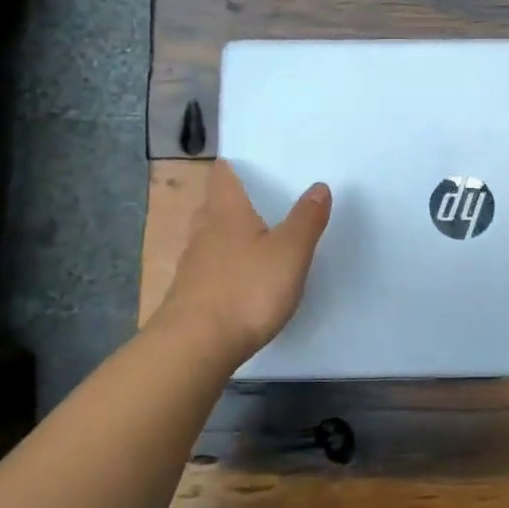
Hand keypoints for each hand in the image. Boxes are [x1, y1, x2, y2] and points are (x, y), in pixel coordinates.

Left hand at [151, 161, 331, 367]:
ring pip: (207, 238)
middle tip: (252, 198)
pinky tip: (238, 278)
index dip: (230, 166)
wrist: (195, 346)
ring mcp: (192, 266)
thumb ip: (306, 219)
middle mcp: (204, 233)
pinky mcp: (189, 297)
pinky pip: (206, 269)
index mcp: (227, 213)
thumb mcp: (290, 253)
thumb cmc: (246, 289)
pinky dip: (221, 266)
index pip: (223, 177)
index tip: (242, 161)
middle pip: (212, 206)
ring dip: (224, 234)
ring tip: (249, 237)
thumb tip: (318, 186)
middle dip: (228, 200)